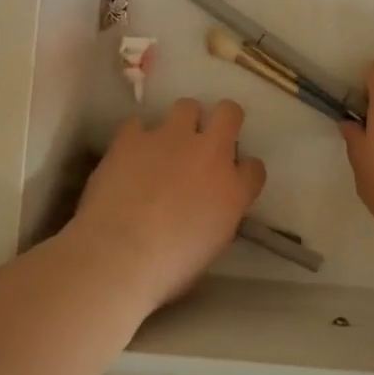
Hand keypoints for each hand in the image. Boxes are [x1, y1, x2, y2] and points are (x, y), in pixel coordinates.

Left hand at [68, 98, 265, 310]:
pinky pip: (139, 124)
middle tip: (206, 138)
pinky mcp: (133, 137)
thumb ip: (218, 214)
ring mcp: (171, 139)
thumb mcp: (211, 245)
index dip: (243, 170)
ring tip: (166, 142)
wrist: (118, 256)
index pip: (254, 167)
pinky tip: (128, 155)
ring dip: (181, 122)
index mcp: (233, 189)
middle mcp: (209, 154)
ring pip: (186, 106)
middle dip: (222, 119)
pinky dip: (136, 138)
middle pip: (228, 113)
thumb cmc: (168, 268)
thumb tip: (208, 206)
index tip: (232, 178)